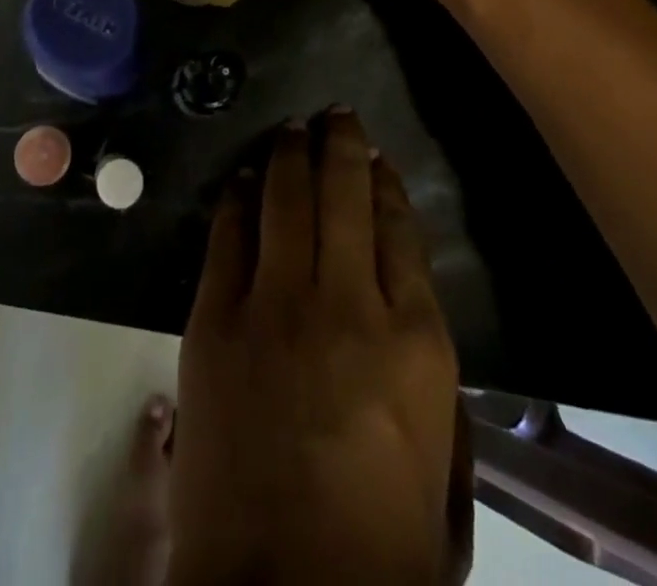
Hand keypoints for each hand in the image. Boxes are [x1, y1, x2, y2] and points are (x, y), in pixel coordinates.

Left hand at [169, 110, 461, 584]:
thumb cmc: (379, 547)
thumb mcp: (441, 465)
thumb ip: (428, 377)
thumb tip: (402, 303)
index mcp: (416, 342)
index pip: (401, 231)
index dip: (388, 187)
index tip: (378, 160)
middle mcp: (347, 303)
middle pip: (344, 194)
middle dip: (340, 144)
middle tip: (334, 114)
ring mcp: (274, 304)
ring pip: (285, 198)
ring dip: (289, 153)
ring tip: (292, 129)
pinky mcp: (215, 318)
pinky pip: (228, 234)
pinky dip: (236, 197)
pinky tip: (241, 177)